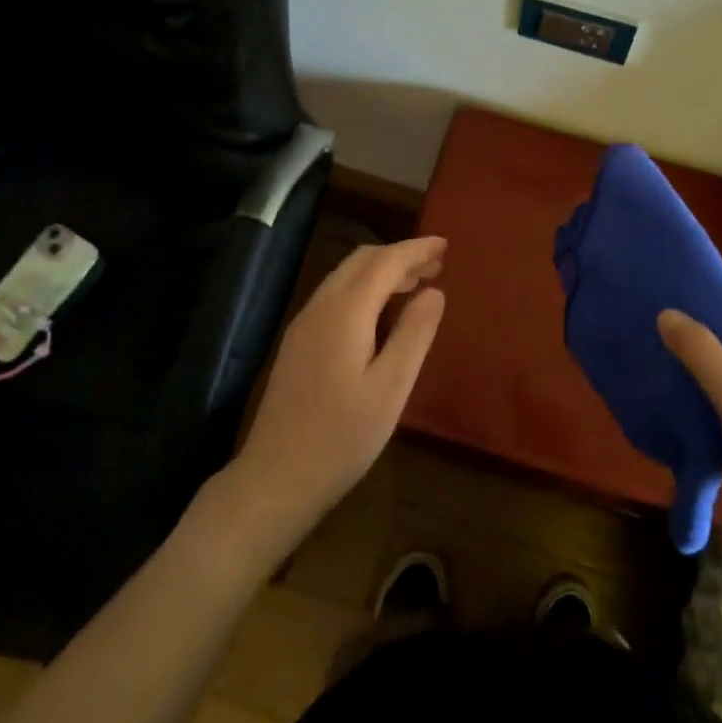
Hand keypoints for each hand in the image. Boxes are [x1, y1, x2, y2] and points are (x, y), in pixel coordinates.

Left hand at [231, 237, 446, 545]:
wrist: (275, 478)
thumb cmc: (342, 437)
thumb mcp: (391, 388)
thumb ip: (414, 334)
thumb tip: (434, 291)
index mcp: (345, 312)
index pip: (385, 262)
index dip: (416, 249)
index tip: (445, 244)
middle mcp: (320, 307)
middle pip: (362, 261)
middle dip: (399, 255)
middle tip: (436, 265)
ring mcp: (304, 325)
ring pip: (346, 277)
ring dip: (381, 272)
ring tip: (416, 285)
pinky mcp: (298, 344)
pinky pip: (336, 297)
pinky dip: (365, 290)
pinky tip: (381, 314)